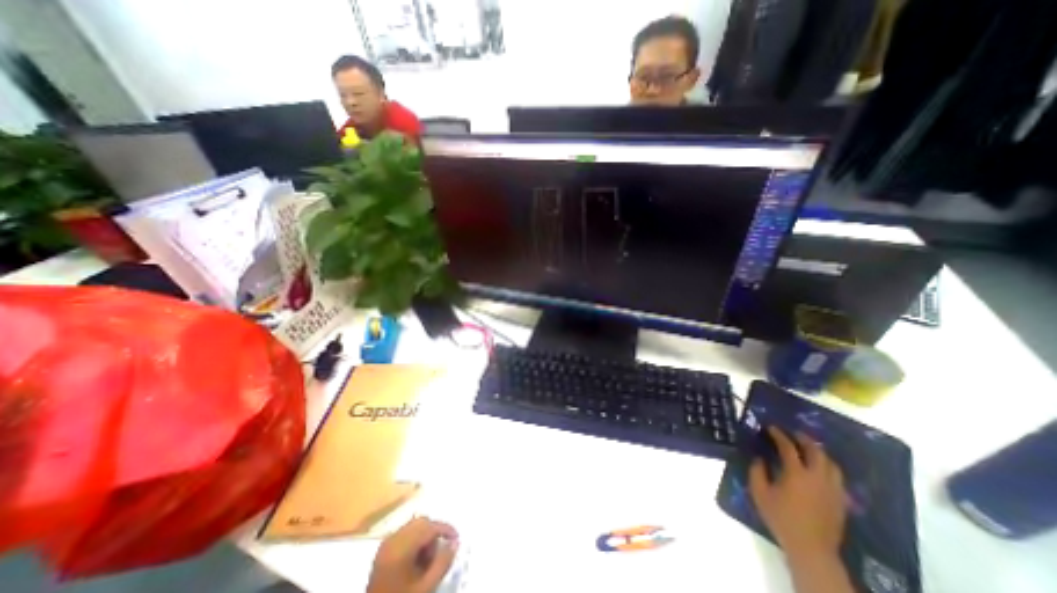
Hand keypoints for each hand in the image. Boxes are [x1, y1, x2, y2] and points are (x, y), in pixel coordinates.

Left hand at [368, 517, 458, 591]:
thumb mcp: (426, 587)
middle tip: (438, 555)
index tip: (457, 538)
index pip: (429, 526)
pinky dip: (414, 541)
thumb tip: (455, 543)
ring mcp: (385, 544)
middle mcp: (392, 539)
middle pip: (420, 522)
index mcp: (401, 546)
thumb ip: (442, 563)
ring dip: (424, 537)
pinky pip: (404, 534)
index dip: (446, 529)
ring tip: (426, 561)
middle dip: (433, 534)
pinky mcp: (382, 551)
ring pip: (413, 526)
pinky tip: (415, 561)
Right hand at [746, 427, 847, 555]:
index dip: (779, 435)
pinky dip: (829, 468)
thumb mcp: (759, 492)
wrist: (810, 548)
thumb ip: (757, 471)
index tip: (771, 427)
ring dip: (819, 452)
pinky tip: (821, 470)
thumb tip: (760, 458)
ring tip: (809, 448)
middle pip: (816, 451)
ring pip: (831, 464)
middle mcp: (817, 477)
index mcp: (796, 473)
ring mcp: (832, 489)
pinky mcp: (840, 501)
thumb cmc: (781, 518)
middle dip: (804, 439)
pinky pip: (838, 478)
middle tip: (794, 433)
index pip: (788, 447)